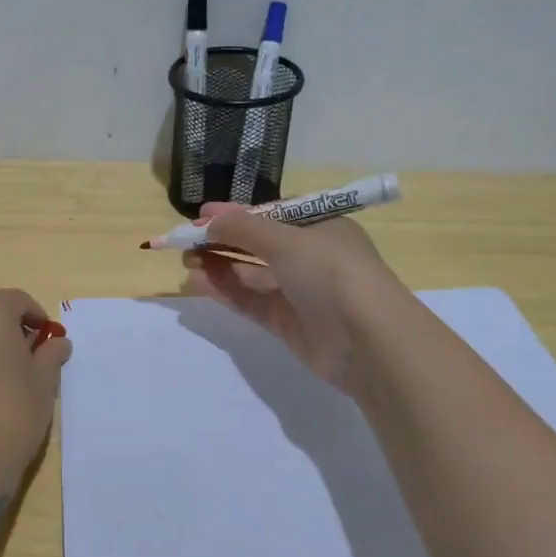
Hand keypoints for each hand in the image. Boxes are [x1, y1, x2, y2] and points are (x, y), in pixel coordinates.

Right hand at [182, 204, 403, 392]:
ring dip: (219, 264)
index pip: (271, 214)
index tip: (200, 215)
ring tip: (186, 262)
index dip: (236, 214)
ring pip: (251, 273)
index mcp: (320, 226)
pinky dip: (226, 290)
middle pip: (258, 244)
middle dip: (222, 240)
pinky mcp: (289, 323)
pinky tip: (198, 282)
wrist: (370, 342)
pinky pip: (251, 301)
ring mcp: (300, 291)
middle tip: (185, 241)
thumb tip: (208, 220)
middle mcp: (311, 256)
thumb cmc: (332, 273)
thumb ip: (243, 229)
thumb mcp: (286, 240)